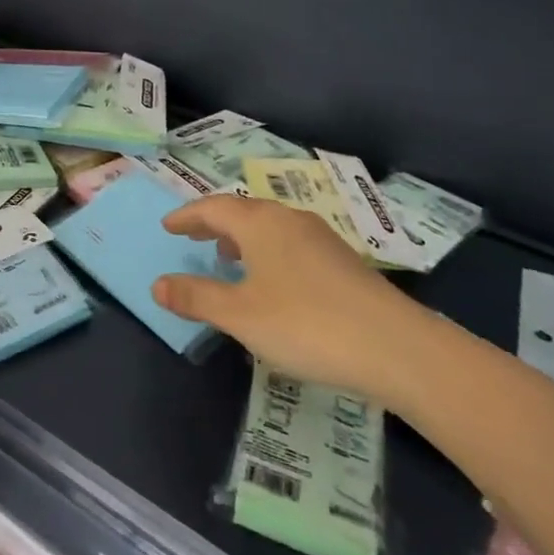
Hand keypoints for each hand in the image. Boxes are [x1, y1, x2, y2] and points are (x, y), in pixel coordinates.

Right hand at [152, 194, 429, 403]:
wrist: (396, 347)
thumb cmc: (306, 324)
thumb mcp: (241, 316)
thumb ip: (197, 298)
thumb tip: (157, 284)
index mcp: (260, 223)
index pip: (214, 207)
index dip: (188, 216)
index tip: (168, 226)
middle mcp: (289, 219)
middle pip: (243, 211)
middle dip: (214, 222)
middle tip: (193, 235)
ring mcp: (321, 237)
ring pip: (270, 225)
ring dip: (243, 236)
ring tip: (229, 257)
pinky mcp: (343, 260)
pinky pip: (291, 242)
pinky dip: (268, 250)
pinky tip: (274, 280)